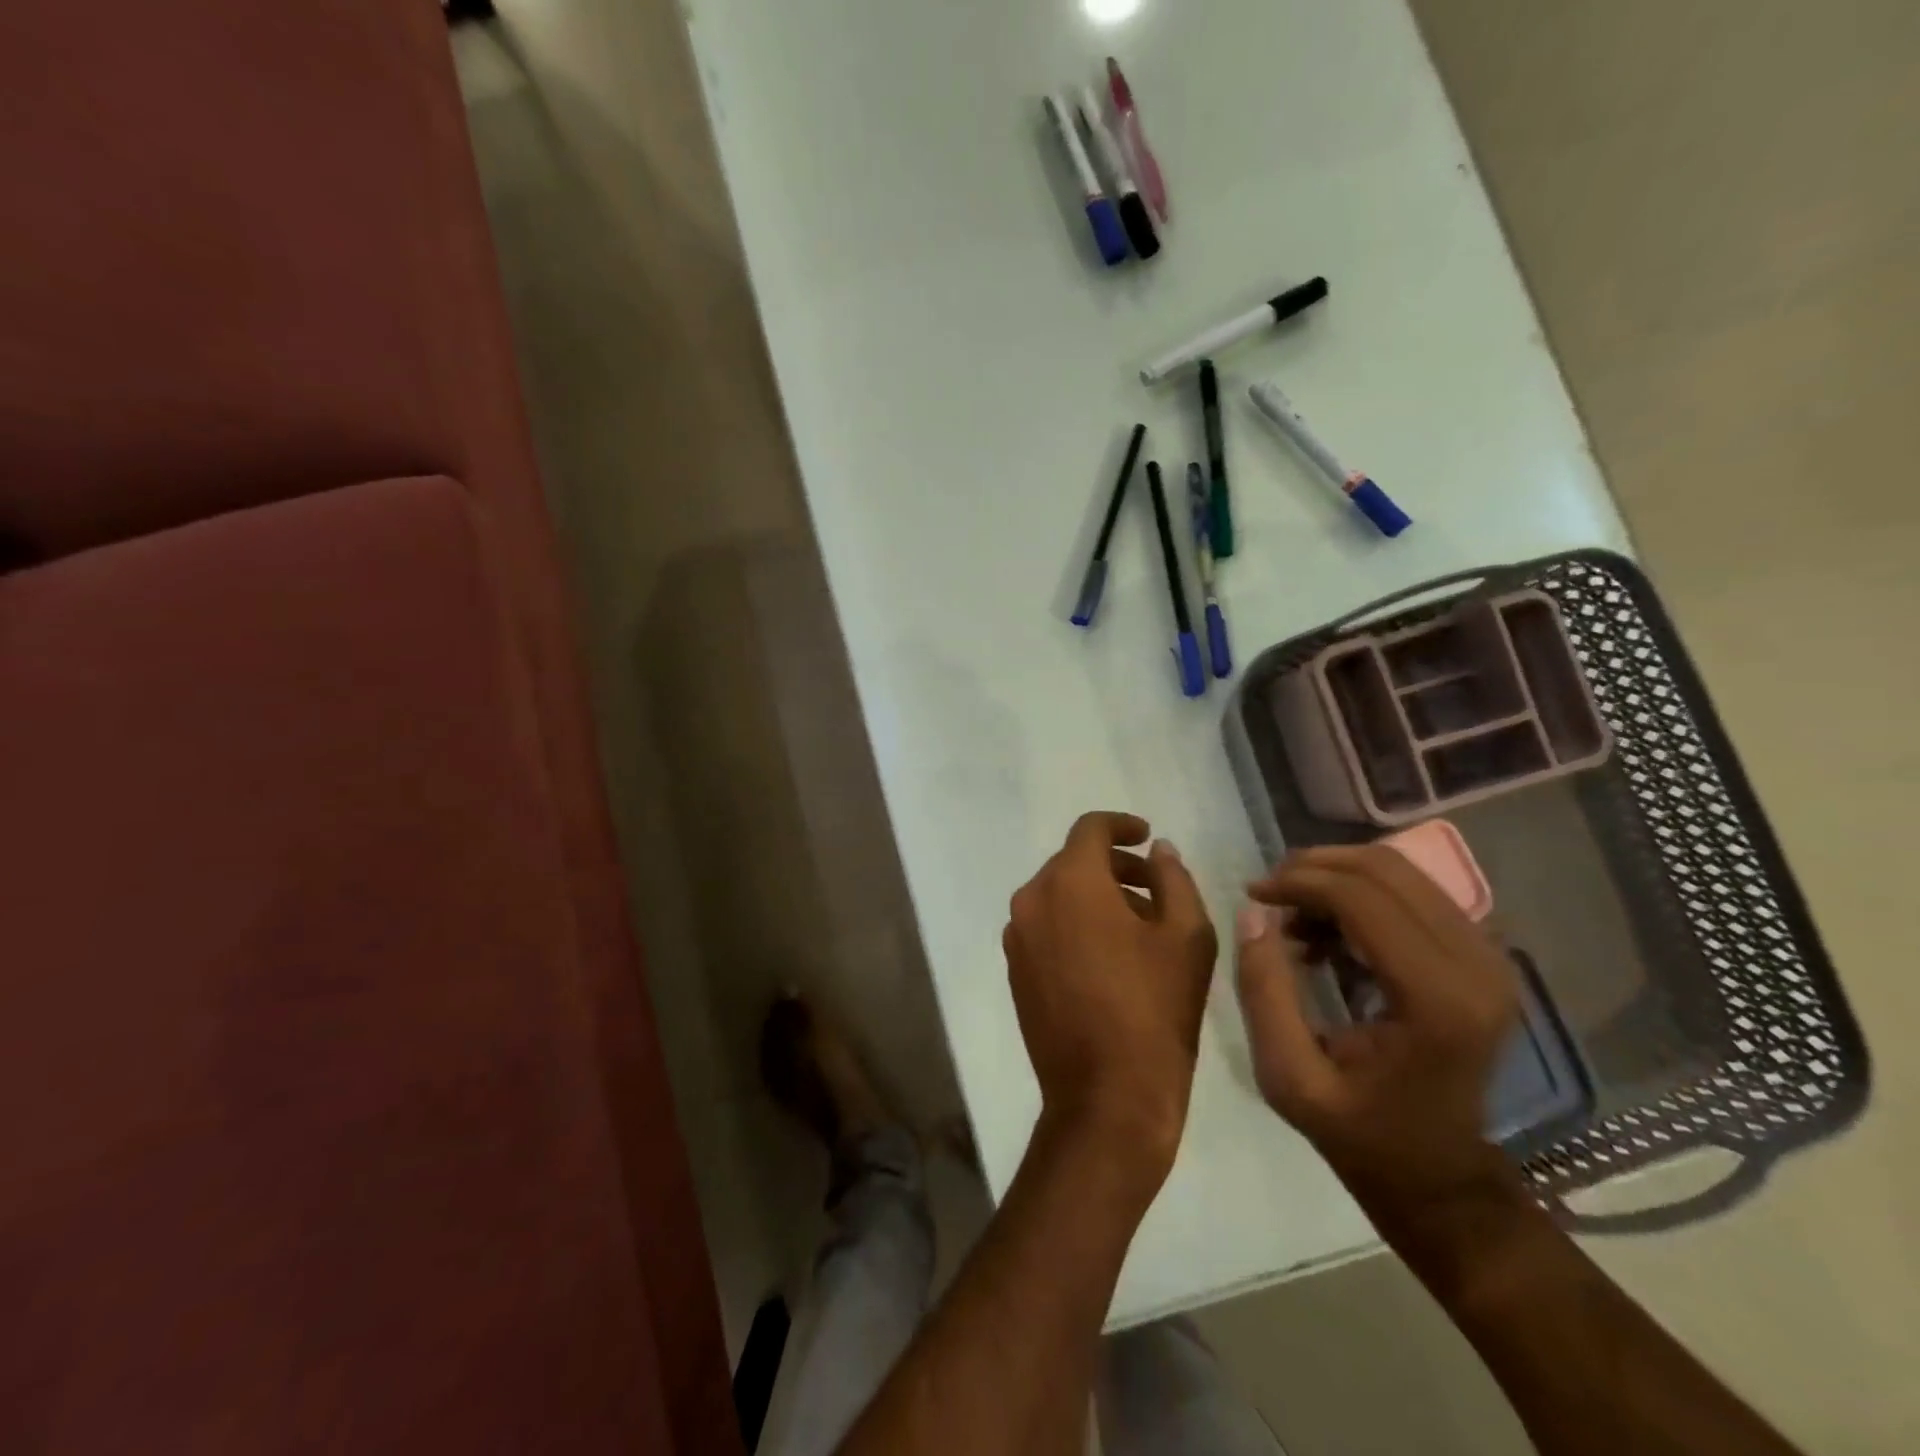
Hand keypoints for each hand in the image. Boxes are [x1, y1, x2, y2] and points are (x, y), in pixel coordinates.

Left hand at [1004, 812, 1216, 1192]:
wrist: (1106, 1097)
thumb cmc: (1155, 1009)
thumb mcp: (1187, 936)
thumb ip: (1174, 879)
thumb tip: (1157, 851)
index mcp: (1070, 882)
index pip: (1090, 829)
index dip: (1121, 825)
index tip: (1146, 836)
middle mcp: (1031, 899)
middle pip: (1072, 862)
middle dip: (1114, 867)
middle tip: (1154, 888)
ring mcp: (1017, 937)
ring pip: (1057, 895)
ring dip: (1095, 896)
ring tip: (1139, 926)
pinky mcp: (1014, 969)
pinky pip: (1045, 927)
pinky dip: (1074, 924)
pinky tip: (1109, 956)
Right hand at [1234, 844, 1519, 1215]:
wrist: (1439, 1177)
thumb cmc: (1361, 1135)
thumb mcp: (1288, 1076)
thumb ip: (1264, 991)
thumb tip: (1252, 912)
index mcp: (1435, 1000)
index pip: (1361, 898)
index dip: (1299, 882)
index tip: (1253, 893)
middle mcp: (1477, 966)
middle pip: (1387, 870)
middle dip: (1315, 868)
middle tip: (1269, 894)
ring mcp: (1490, 958)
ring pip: (1402, 872)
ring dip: (1337, 879)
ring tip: (1294, 918)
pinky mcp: (1484, 957)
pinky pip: (1415, 893)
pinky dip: (1362, 896)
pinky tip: (1329, 932)